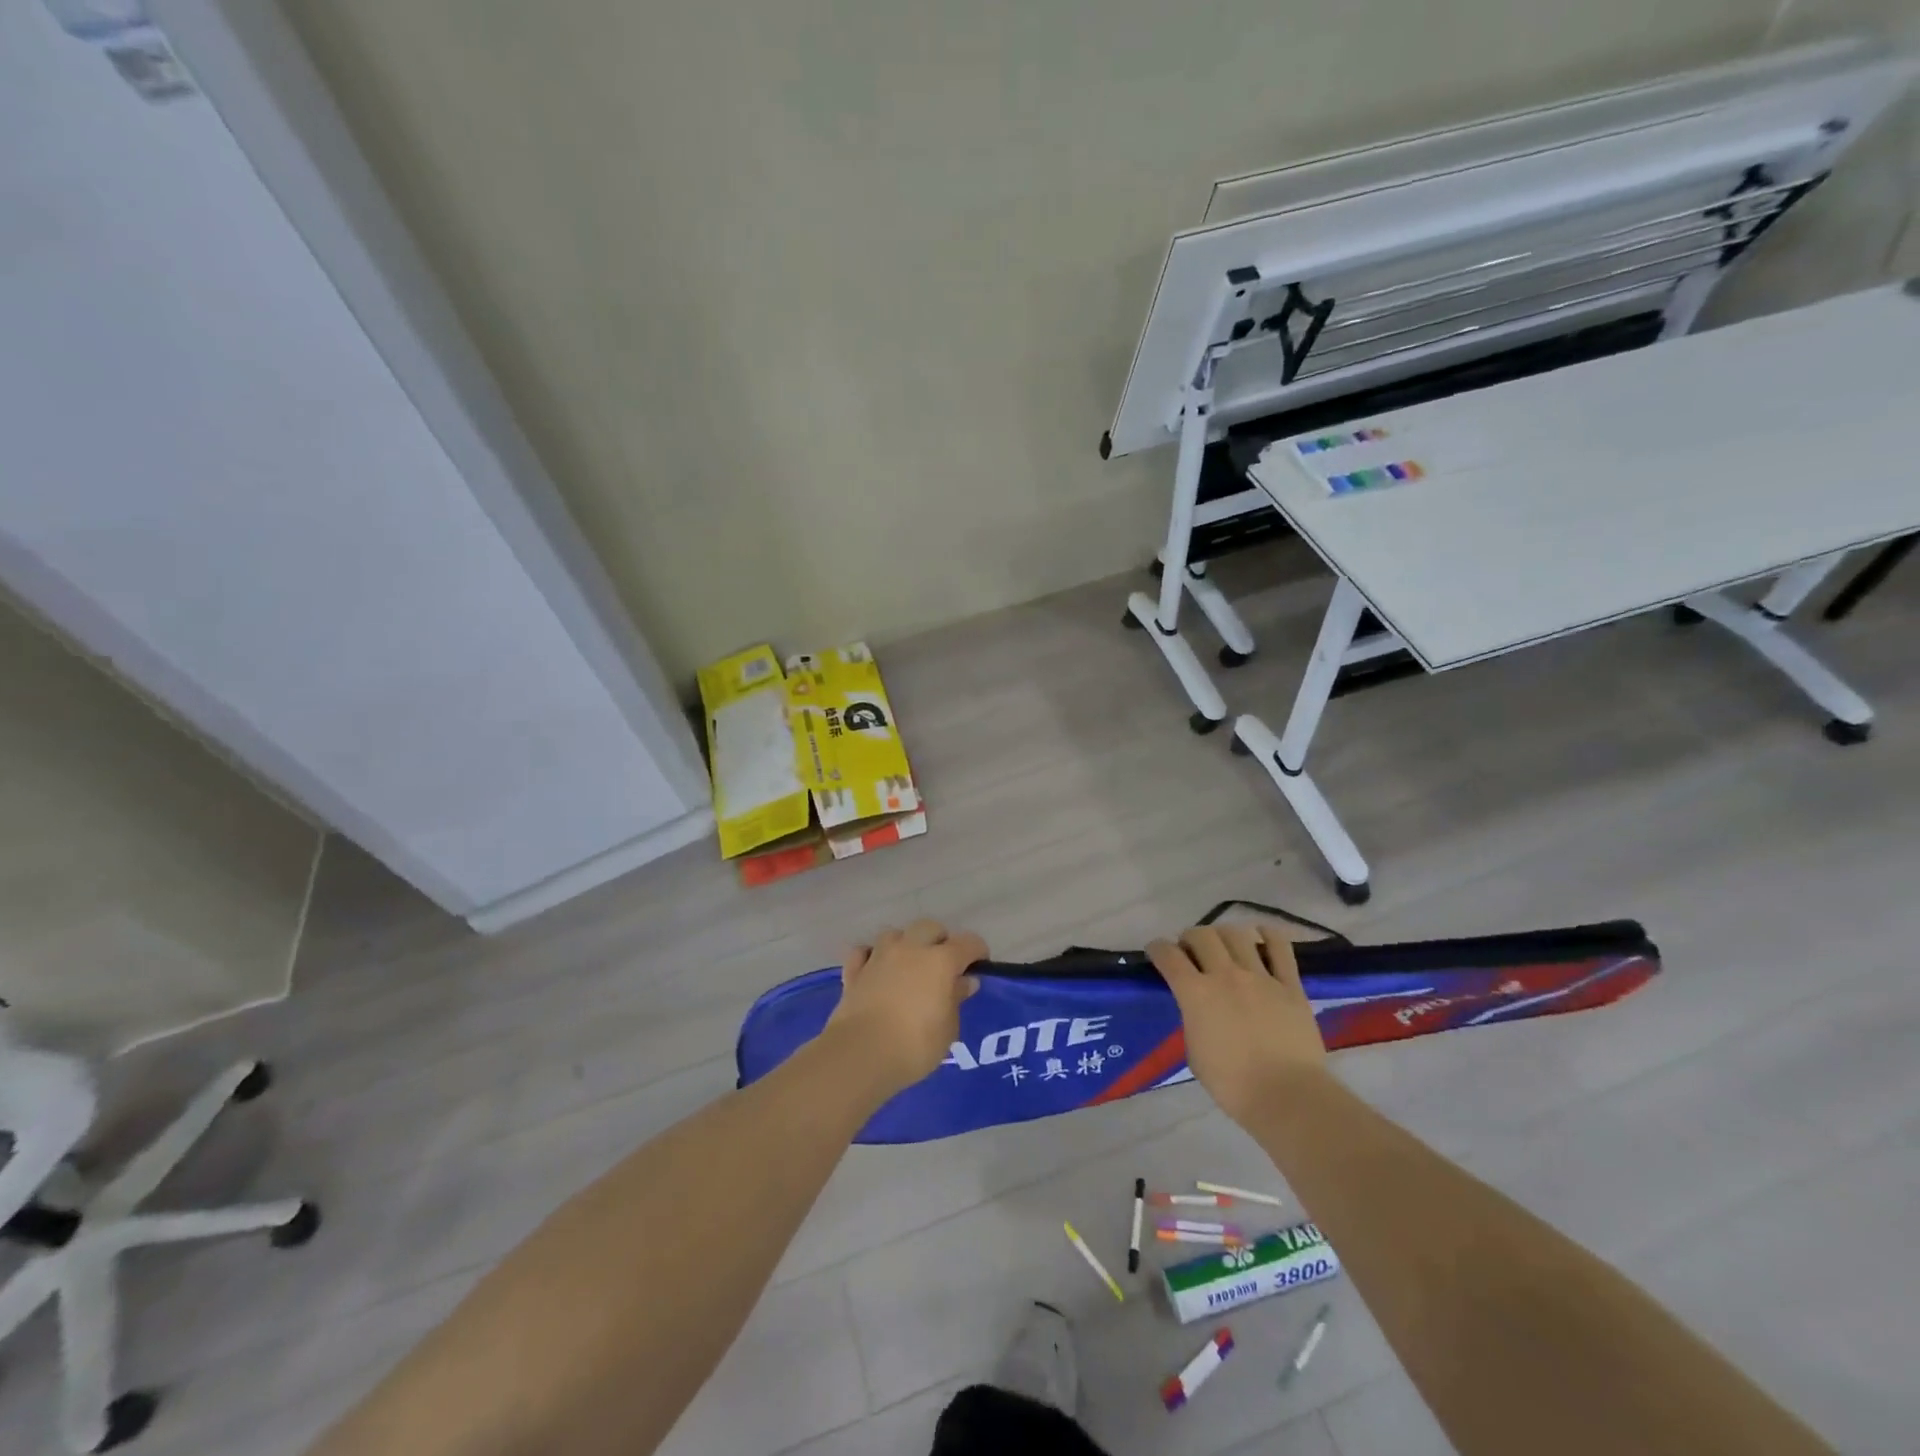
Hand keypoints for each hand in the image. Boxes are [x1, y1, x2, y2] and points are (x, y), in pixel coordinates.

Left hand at [825, 919, 986, 1097]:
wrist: (860, 1054)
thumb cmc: (915, 1045)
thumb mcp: (948, 1029)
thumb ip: (956, 999)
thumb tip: (963, 982)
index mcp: (940, 961)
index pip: (968, 942)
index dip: (977, 951)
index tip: (979, 966)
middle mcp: (910, 949)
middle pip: (930, 927)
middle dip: (940, 940)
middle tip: (943, 965)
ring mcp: (879, 957)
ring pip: (895, 934)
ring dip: (905, 944)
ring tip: (908, 965)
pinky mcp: (854, 972)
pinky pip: (863, 952)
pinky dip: (871, 957)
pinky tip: (875, 970)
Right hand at [1147, 923, 1326, 1124]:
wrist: (1287, 1096)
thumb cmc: (1233, 1084)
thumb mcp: (1194, 1052)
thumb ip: (1193, 1019)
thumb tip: (1198, 1007)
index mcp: (1195, 994)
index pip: (1168, 955)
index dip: (1157, 948)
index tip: (1157, 951)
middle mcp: (1225, 975)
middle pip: (1201, 935)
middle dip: (1190, 937)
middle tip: (1191, 950)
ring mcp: (1260, 977)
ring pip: (1237, 934)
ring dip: (1224, 934)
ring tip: (1224, 945)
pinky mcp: (1290, 985)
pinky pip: (1280, 947)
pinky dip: (1269, 935)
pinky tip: (1262, 935)